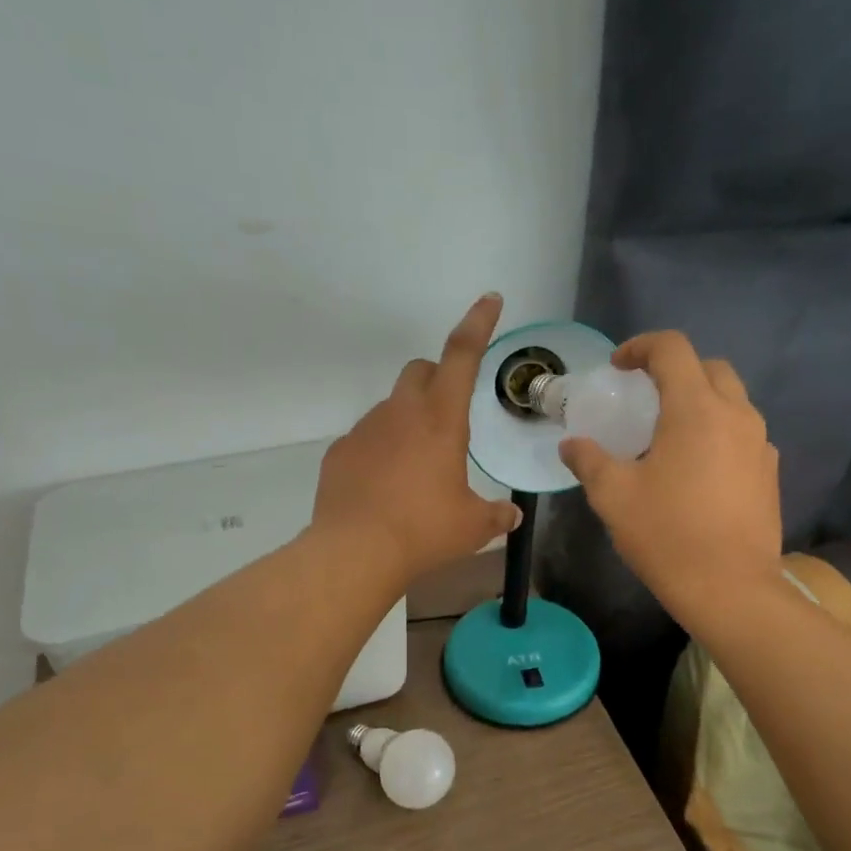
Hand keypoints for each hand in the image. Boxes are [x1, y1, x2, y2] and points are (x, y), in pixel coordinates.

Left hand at [312, 294, 521, 584]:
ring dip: (408, 422)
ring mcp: (364, 429)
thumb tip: (510, 517)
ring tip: (415, 469)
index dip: (478, 323)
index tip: (489, 299)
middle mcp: (400, 413)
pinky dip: (380, 451)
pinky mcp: (340, 452)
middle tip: (448, 417)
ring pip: (391, 407)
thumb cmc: (424, 531)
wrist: (355, 551)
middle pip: (419, 370)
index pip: (462, 355)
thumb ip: (495, 516)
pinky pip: (366, 439)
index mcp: (441, 419)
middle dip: (436, 379)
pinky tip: (384, 487)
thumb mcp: (472, 527)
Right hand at [559, 330, 781, 622]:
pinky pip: (744, 434)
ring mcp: (760, 444)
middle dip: (676, 370)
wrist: (729, 587)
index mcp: (695, 409)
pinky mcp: (770, 472)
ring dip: (701, 401)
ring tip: (671, 435)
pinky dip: (719, 433)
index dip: (641, 347)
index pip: (672, 349)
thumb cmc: (666, 535)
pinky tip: (699, 469)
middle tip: (646, 396)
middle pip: (709, 367)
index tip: (618, 367)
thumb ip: (589, 461)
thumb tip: (571, 445)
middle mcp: (736, 414)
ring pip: (732, 400)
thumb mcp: (613, 496)